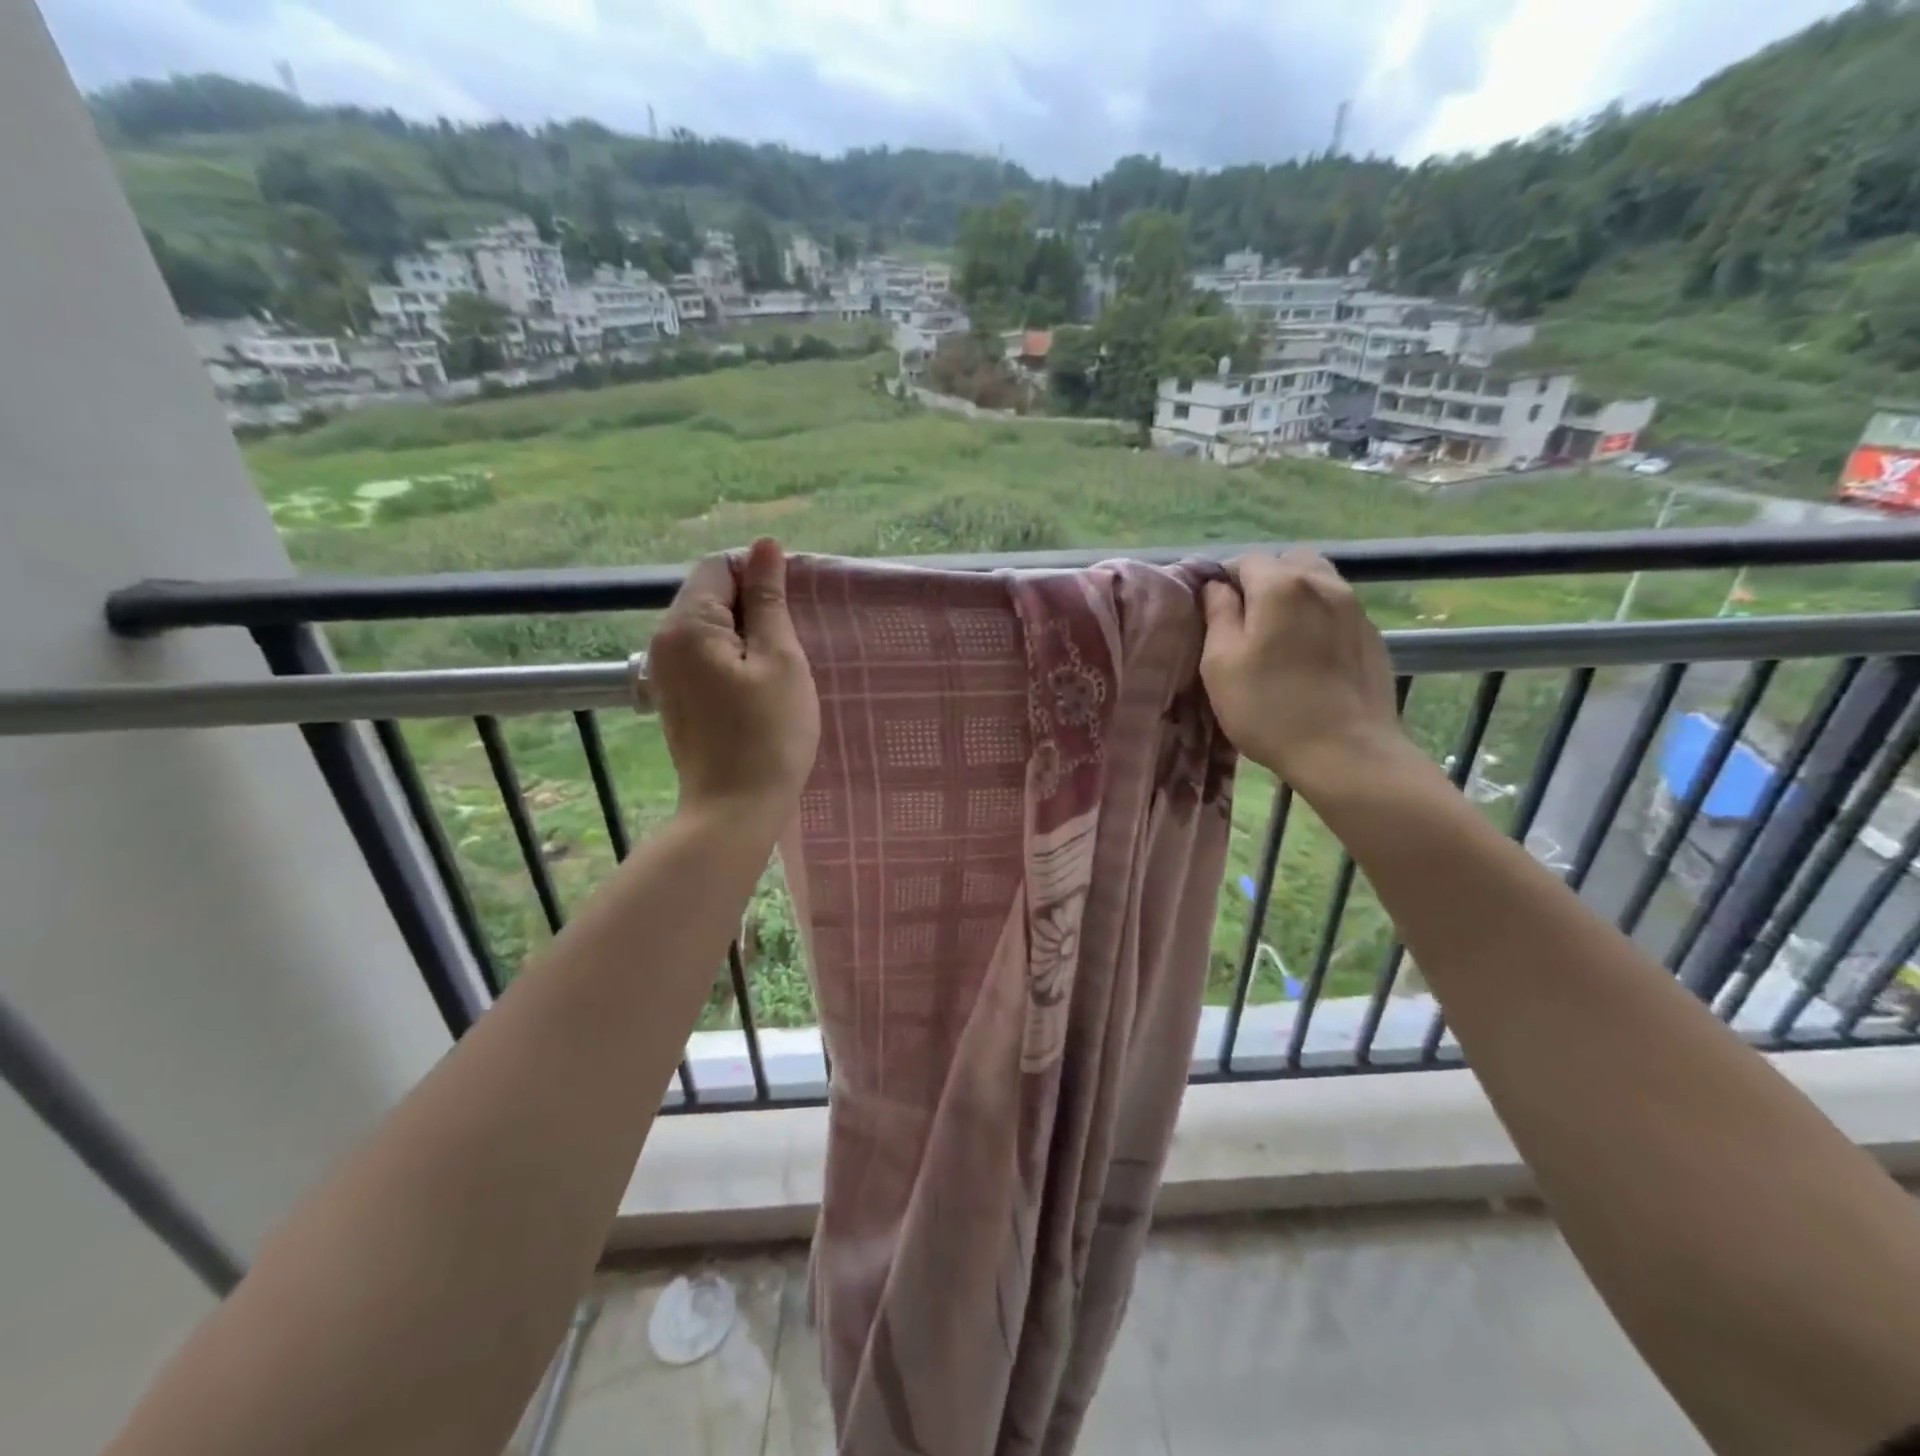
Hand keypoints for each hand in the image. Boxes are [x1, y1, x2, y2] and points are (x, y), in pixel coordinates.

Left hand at [648, 538, 819, 828]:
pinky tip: (758, 690)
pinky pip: (705, 657)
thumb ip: (770, 599)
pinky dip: (733, 661)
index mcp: (686, 624)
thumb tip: (766, 546)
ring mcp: (664, 671)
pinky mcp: (674, 697)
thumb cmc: (769, 734)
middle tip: (790, 648)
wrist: (735, 810)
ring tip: (778, 672)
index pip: (720, 566)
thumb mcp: (781, 659)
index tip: (792, 615)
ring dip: (747, 638)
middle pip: (711, 595)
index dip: (760, 578)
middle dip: (754, 610)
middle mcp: (663, 641)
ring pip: (711, 629)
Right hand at [1200, 550, 1410, 794]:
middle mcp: (1323, 583)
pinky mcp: (1372, 634)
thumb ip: (1218, 615)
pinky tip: (1309, 654)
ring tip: (1280, 634)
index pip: (1246, 560)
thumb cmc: (1268, 709)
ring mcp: (1354, 607)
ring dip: (1295, 595)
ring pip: (1318, 580)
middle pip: (1288, 561)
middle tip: (1248, 621)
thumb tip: (1217, 587)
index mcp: (1280, 586)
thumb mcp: (1220, 664)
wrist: (1345, 752)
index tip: (1215, 612)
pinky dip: (1318, 616)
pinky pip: (1338, 607)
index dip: (1225, 580)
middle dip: (1264, 580)